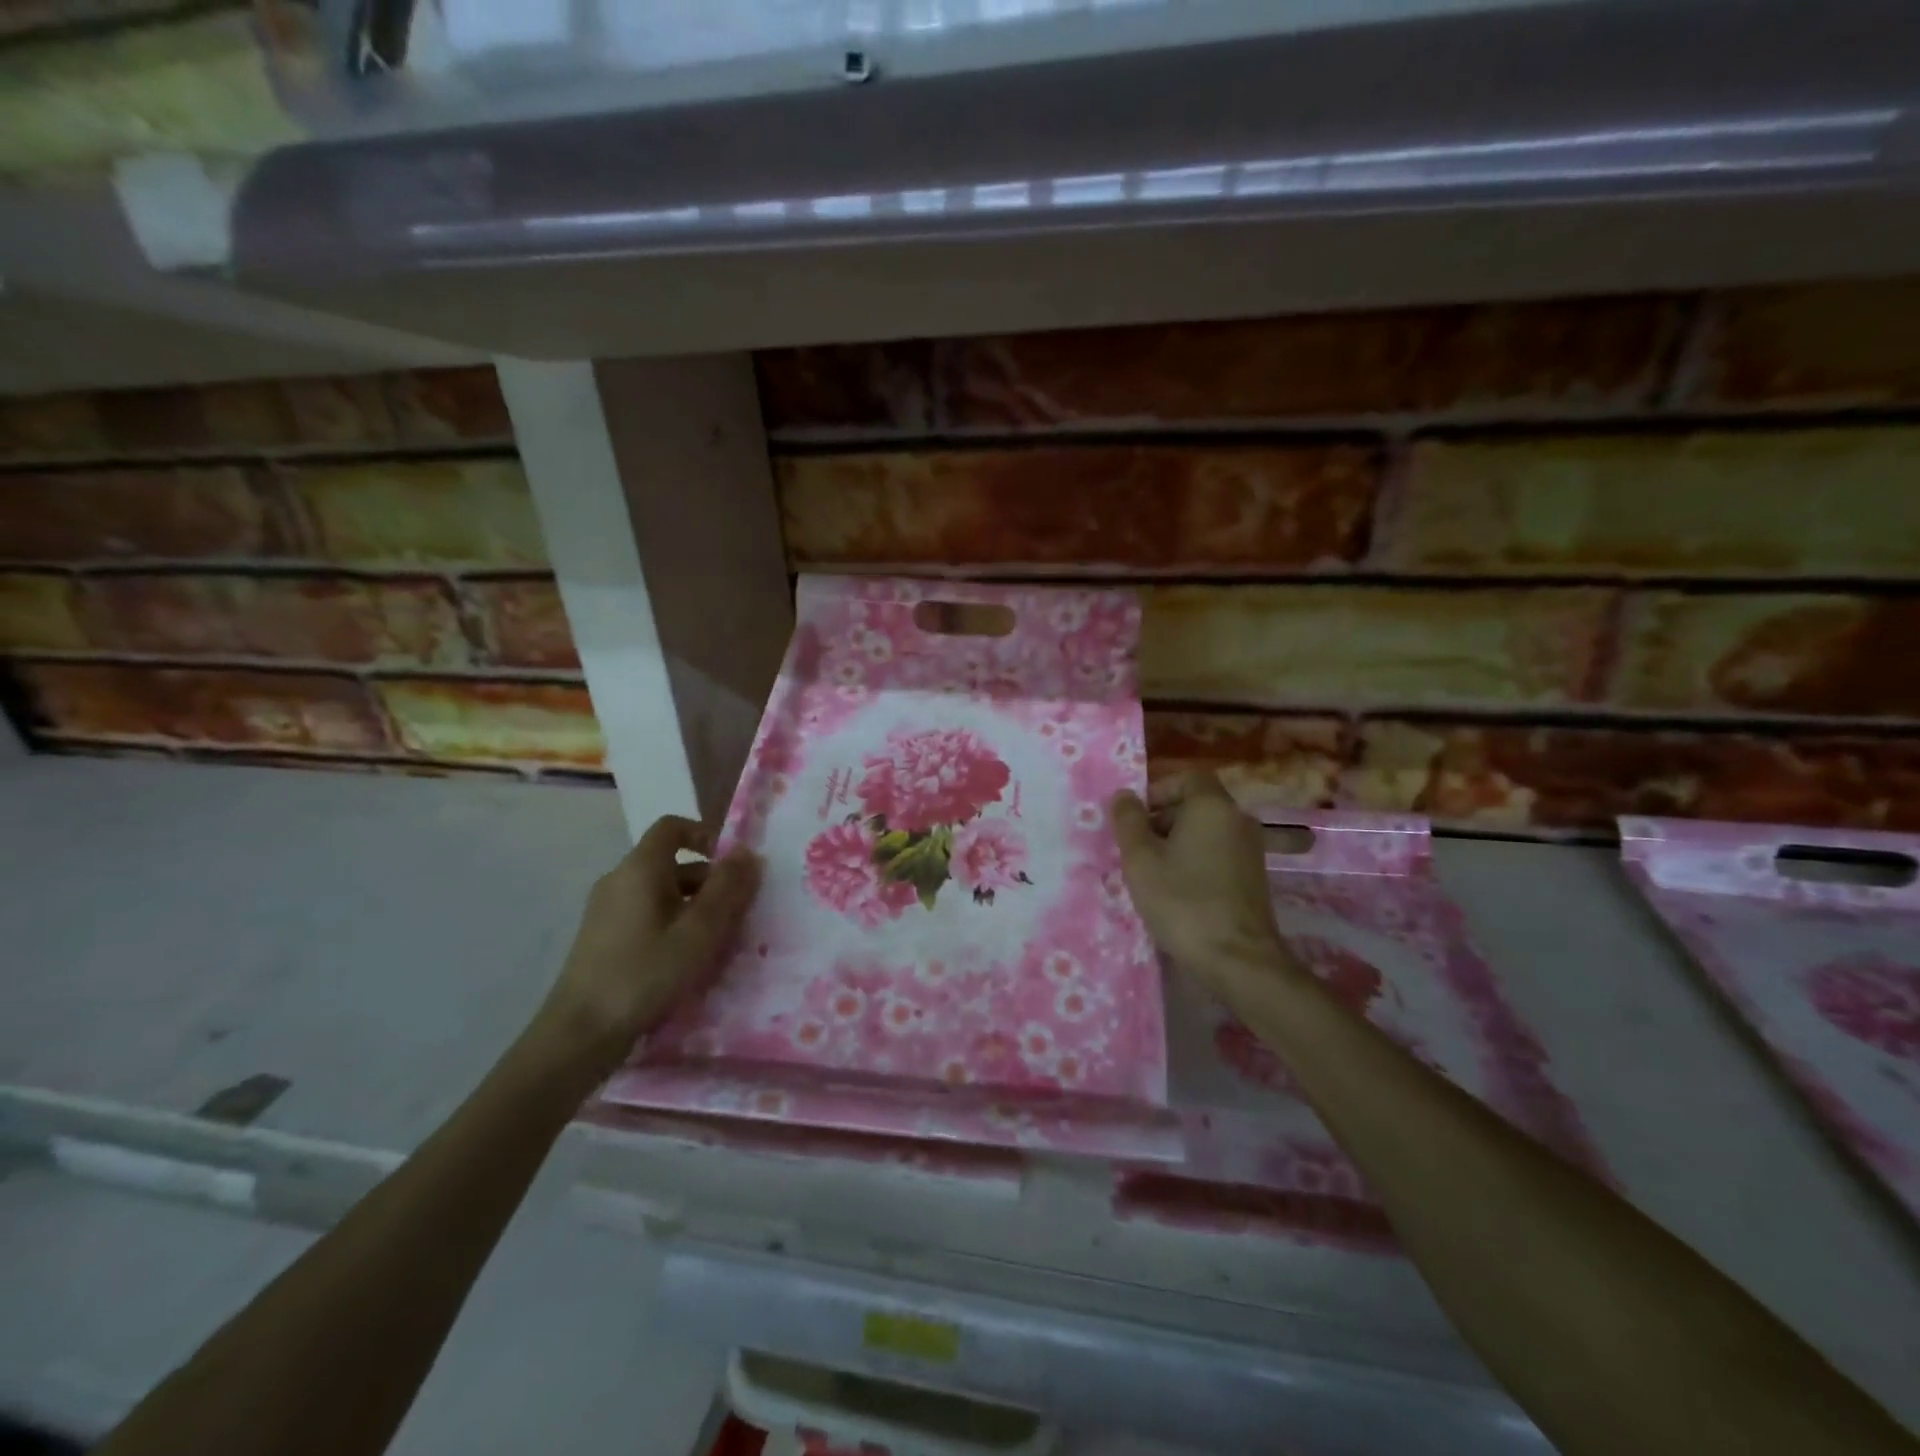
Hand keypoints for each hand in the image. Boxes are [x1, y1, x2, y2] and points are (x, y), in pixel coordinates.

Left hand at [538, 815, 760, 1070]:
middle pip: (671, 862)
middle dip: (708, 879)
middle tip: (737, 910)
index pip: (672, 827)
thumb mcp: (699, 932)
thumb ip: (727, 889)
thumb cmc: (645, 973)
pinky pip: (645, 913)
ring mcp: (606, 909)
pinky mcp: (602, 936)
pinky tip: (685, 957)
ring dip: (693, 904)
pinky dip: (671, 922)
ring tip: (717, 938)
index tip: (732, 865)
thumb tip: (749, 853)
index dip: (705, 835)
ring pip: (660, 891)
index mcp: (640, 868)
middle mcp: (619, 879)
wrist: (580, 1033)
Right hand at [1111, 771, 1296, 1002]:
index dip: (1158, 790)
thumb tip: (1123, 794)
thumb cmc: (1183, 901)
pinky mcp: (1253, 878)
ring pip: (1206, 831)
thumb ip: (1128, 821)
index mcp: (1212, 807)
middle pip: (1196, 804)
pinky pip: (1217, 854)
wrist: (1238, 959)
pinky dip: (1195, 861)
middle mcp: (1238, 820)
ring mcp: (1250, 850)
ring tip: (1151, 871)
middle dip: (1162, 818)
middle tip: (1135, 847)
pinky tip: (1176, 889)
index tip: (1134, 816)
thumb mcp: (1141, 859)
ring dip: (1177, 842)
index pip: (1187, 777)